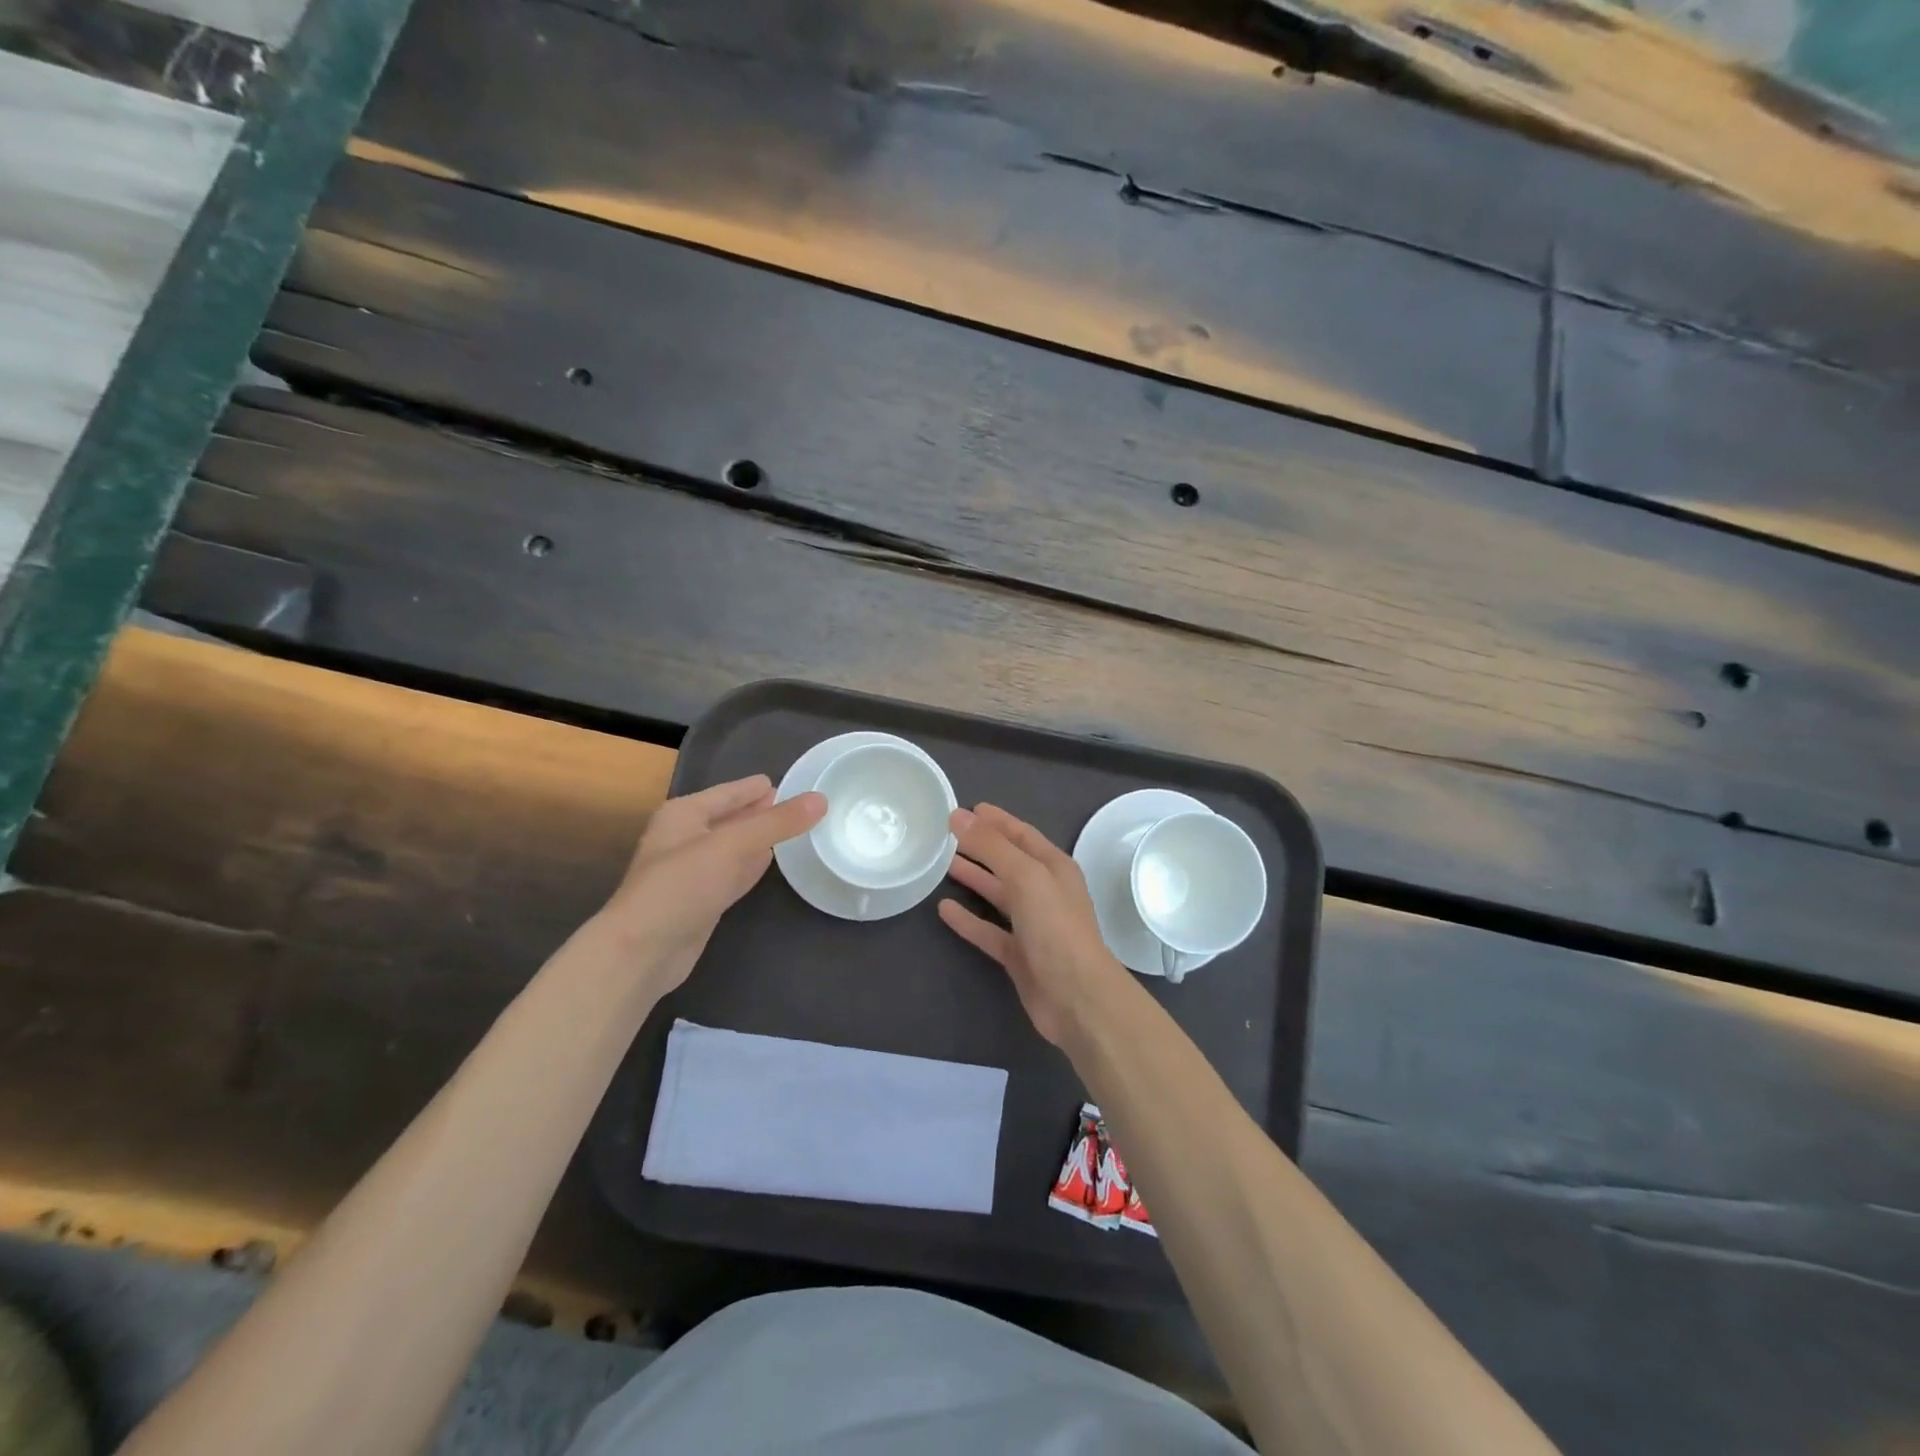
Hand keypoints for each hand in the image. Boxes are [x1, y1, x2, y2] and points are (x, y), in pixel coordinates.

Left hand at [598, 774, 824, 992]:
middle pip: (731, 818)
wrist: (642, 951)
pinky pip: (732, 874)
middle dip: (761, 812)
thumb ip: (777, 823)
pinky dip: (750, 866)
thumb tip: (821, 799)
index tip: (790, 782)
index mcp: (684, 814)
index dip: (756, 787)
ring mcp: (692, 872)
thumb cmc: (681, 886)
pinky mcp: (701, 901)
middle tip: (800, 806)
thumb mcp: (732, 846)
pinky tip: (768, 862)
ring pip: (733, 847)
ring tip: (791, 829)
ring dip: (758, 839)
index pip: (729, 793)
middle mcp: (684, 837)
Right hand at [939, 803, 1131, 1048]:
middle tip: (947, 834)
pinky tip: (944, 910)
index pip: (1022, 835)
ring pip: (998, 894)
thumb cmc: (1056, 928)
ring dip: (974, 879)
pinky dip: (968, 919)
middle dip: (982, 847)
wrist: (1076, 997)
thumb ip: (991, 846)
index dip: (997, 821)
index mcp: (1054, 868)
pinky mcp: (1019, 955)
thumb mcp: (1025, 877)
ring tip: (943, 864)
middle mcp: (1045, 892)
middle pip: (1009, 862)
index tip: (969, 809)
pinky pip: (989, 930)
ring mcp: (1032, 925)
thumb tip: (958, 816)